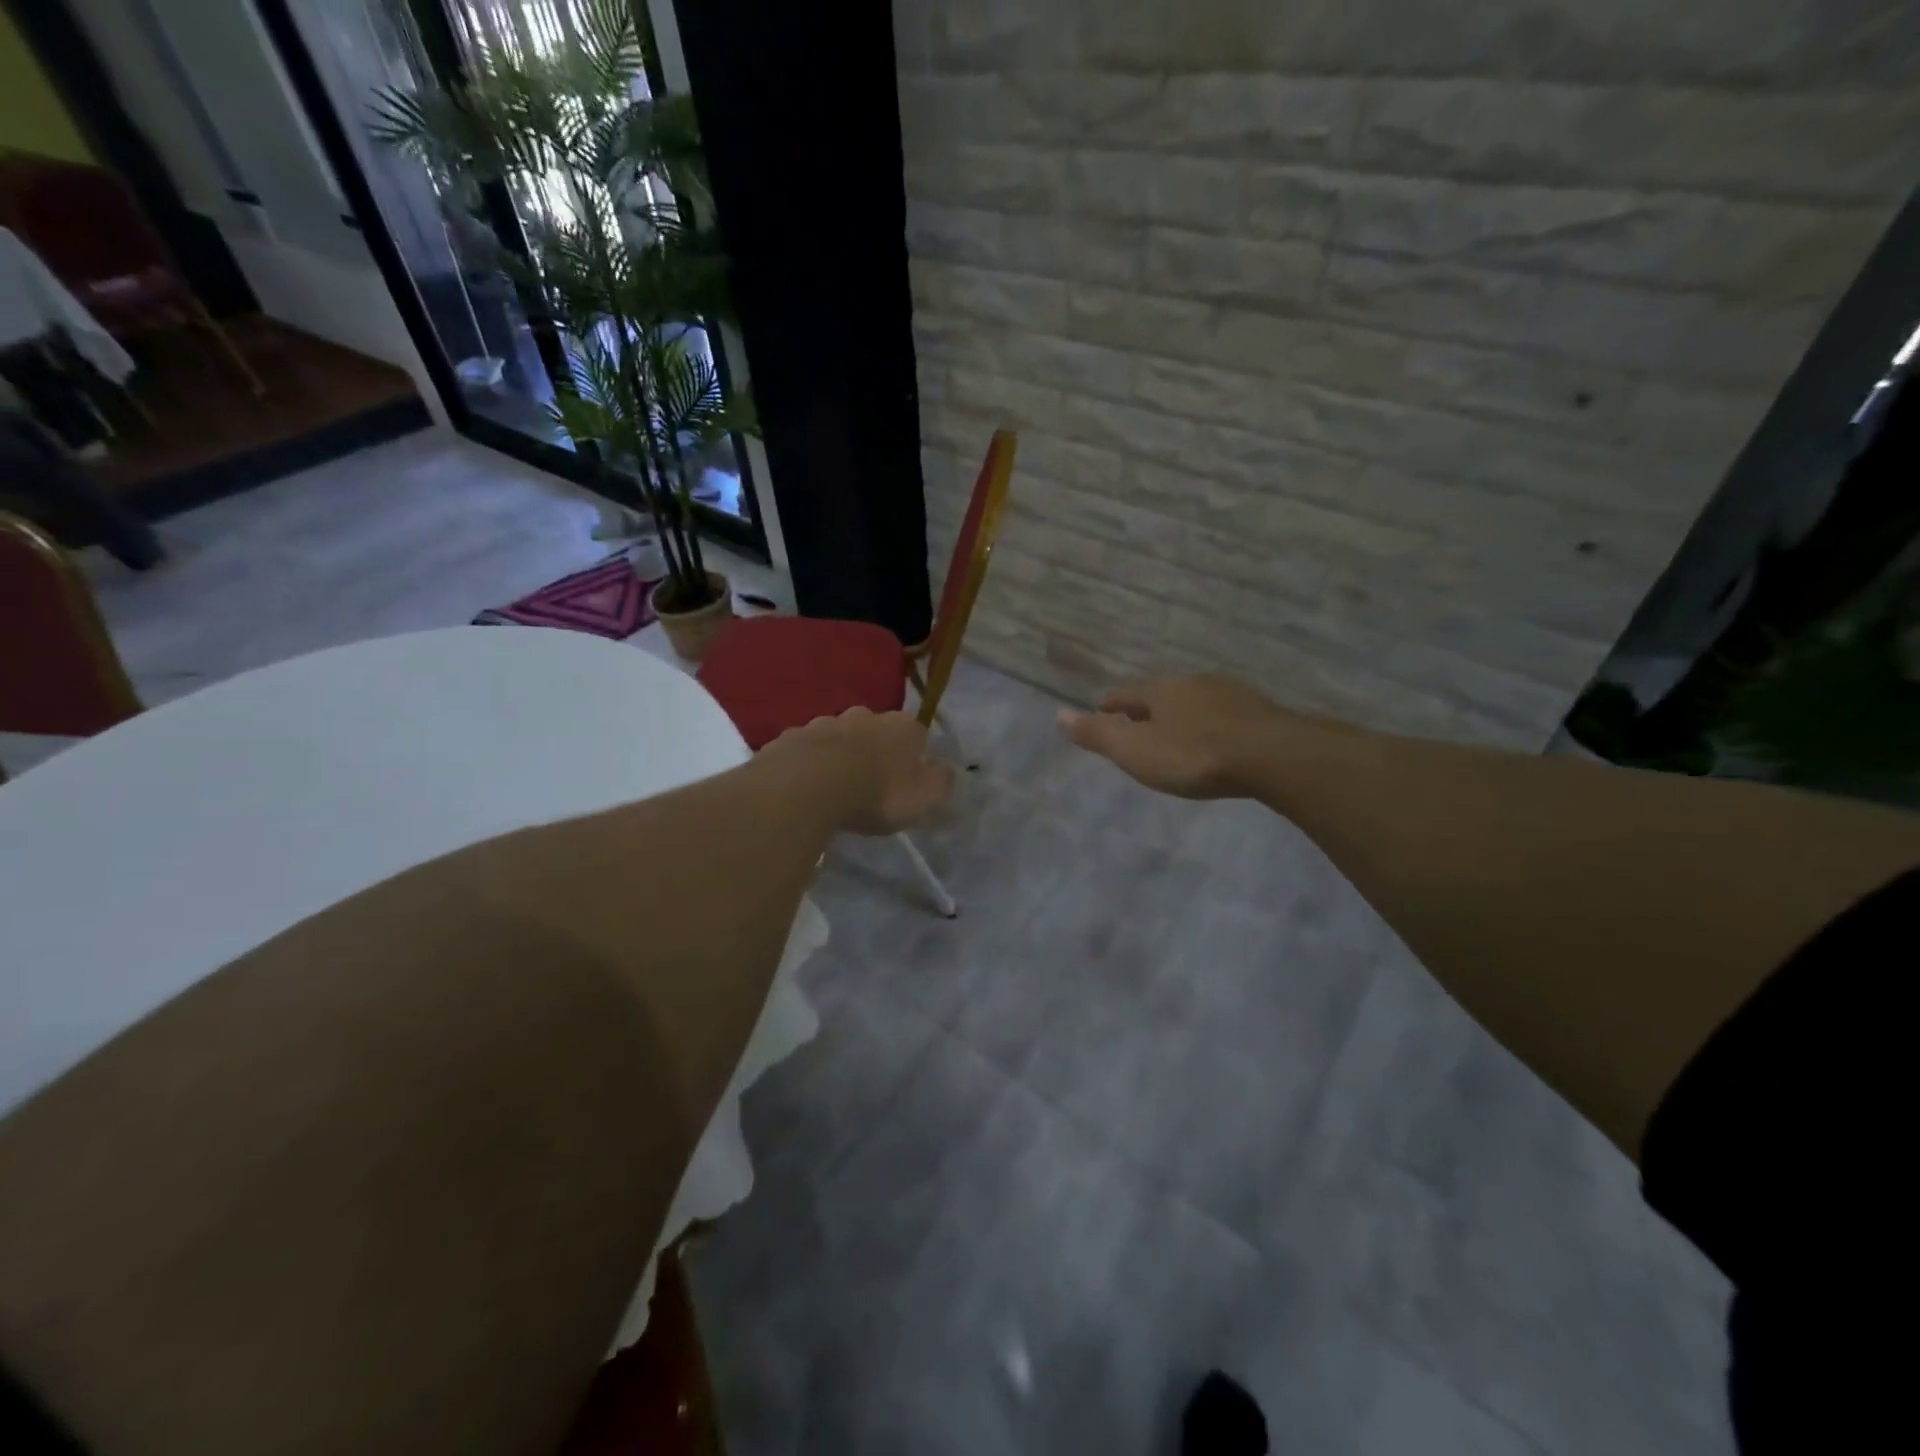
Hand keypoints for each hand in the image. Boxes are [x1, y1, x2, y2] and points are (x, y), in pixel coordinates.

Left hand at [765, 708, 953, 834]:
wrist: (809, 786)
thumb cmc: (877, 793)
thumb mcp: (925, 797)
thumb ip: (940, 782)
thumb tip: (944, 769)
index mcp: (900, 726)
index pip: (916, 732)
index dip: (913, 754)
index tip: (907, 779)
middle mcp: (863, 715)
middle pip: (874, 729)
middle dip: (873, 749)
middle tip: (870, 782)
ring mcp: (823, 723)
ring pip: (836, 736)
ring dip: (838, 755)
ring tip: (834, 786)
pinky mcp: (789, 738)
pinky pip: (803, 750)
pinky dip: (806, 763)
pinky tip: (803, 786)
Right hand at [1057, 674, 1294, 799]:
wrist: (1271, 756)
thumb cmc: (1193, 755)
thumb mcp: (1134, 751)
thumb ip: (1097, 734)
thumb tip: (1057, 714)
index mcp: (1158, 690)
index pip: (1124, 694)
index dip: (1109, 706)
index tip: (1102, 714)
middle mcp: (1192, 683)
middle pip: (1160, 694)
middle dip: (1147, 709)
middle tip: (1138, 728)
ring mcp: (1229, 694)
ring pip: (1194, 702)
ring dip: (1182, 715)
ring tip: (1177, 735)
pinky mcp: (1258, 711)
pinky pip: (1223, 715)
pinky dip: (1211, 725)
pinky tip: (1216, 741)